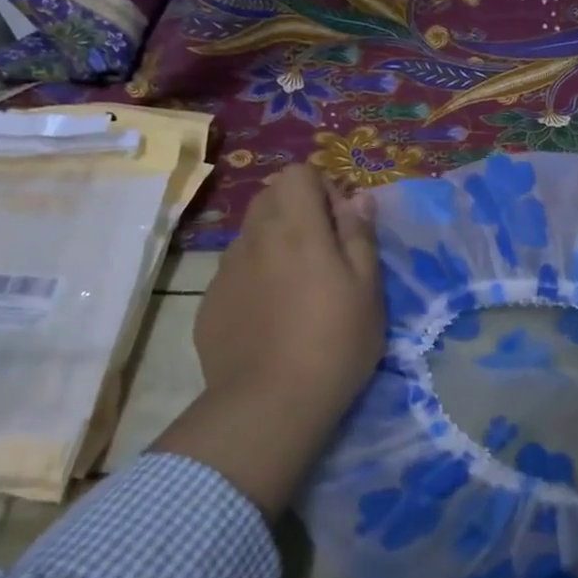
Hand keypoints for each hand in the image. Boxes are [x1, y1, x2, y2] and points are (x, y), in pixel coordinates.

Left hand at [152, 165, 383, 517]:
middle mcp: (254, 237)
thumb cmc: (335, 341)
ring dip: (274, 244)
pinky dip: (255, 278)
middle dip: (297, 211)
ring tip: (295, 290)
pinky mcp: (210, 302)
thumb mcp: (368, 288)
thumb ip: (360, 235)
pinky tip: (269, 319)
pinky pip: (235, 272)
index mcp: (296, 227)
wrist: (269, 403)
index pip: (298, 174)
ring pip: (251, 235)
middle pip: (270, 198)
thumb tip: (357, 197)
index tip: (340, 226)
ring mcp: (225, 270)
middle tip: (323, 254)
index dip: (322, 189)